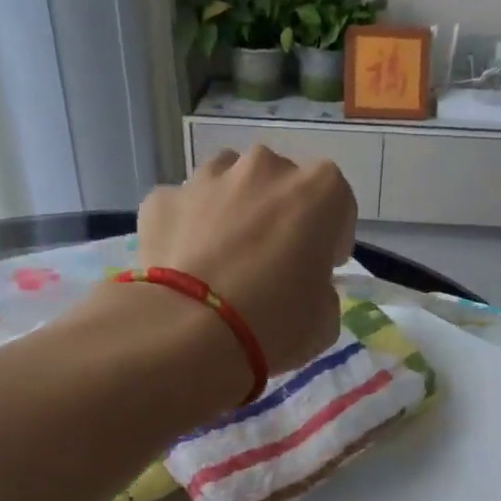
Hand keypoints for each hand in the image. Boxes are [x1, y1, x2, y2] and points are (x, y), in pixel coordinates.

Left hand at [136, 145, 356, 374]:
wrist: (188, 332)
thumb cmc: (274, 323)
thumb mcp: (324, 322)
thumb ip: (322, 293)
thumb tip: (305, 288)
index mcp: (318, 191)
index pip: (337, 206)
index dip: (330, 240)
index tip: (320, 269)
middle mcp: (265, 168)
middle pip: (280, 186)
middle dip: (279, 218)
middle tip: (271, 266)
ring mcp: (209, 177)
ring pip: (229, 185)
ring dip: (233, 213)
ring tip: (224, 262)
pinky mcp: (163, 198)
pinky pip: (185, 209)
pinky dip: (188, 230)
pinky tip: (186, 269)